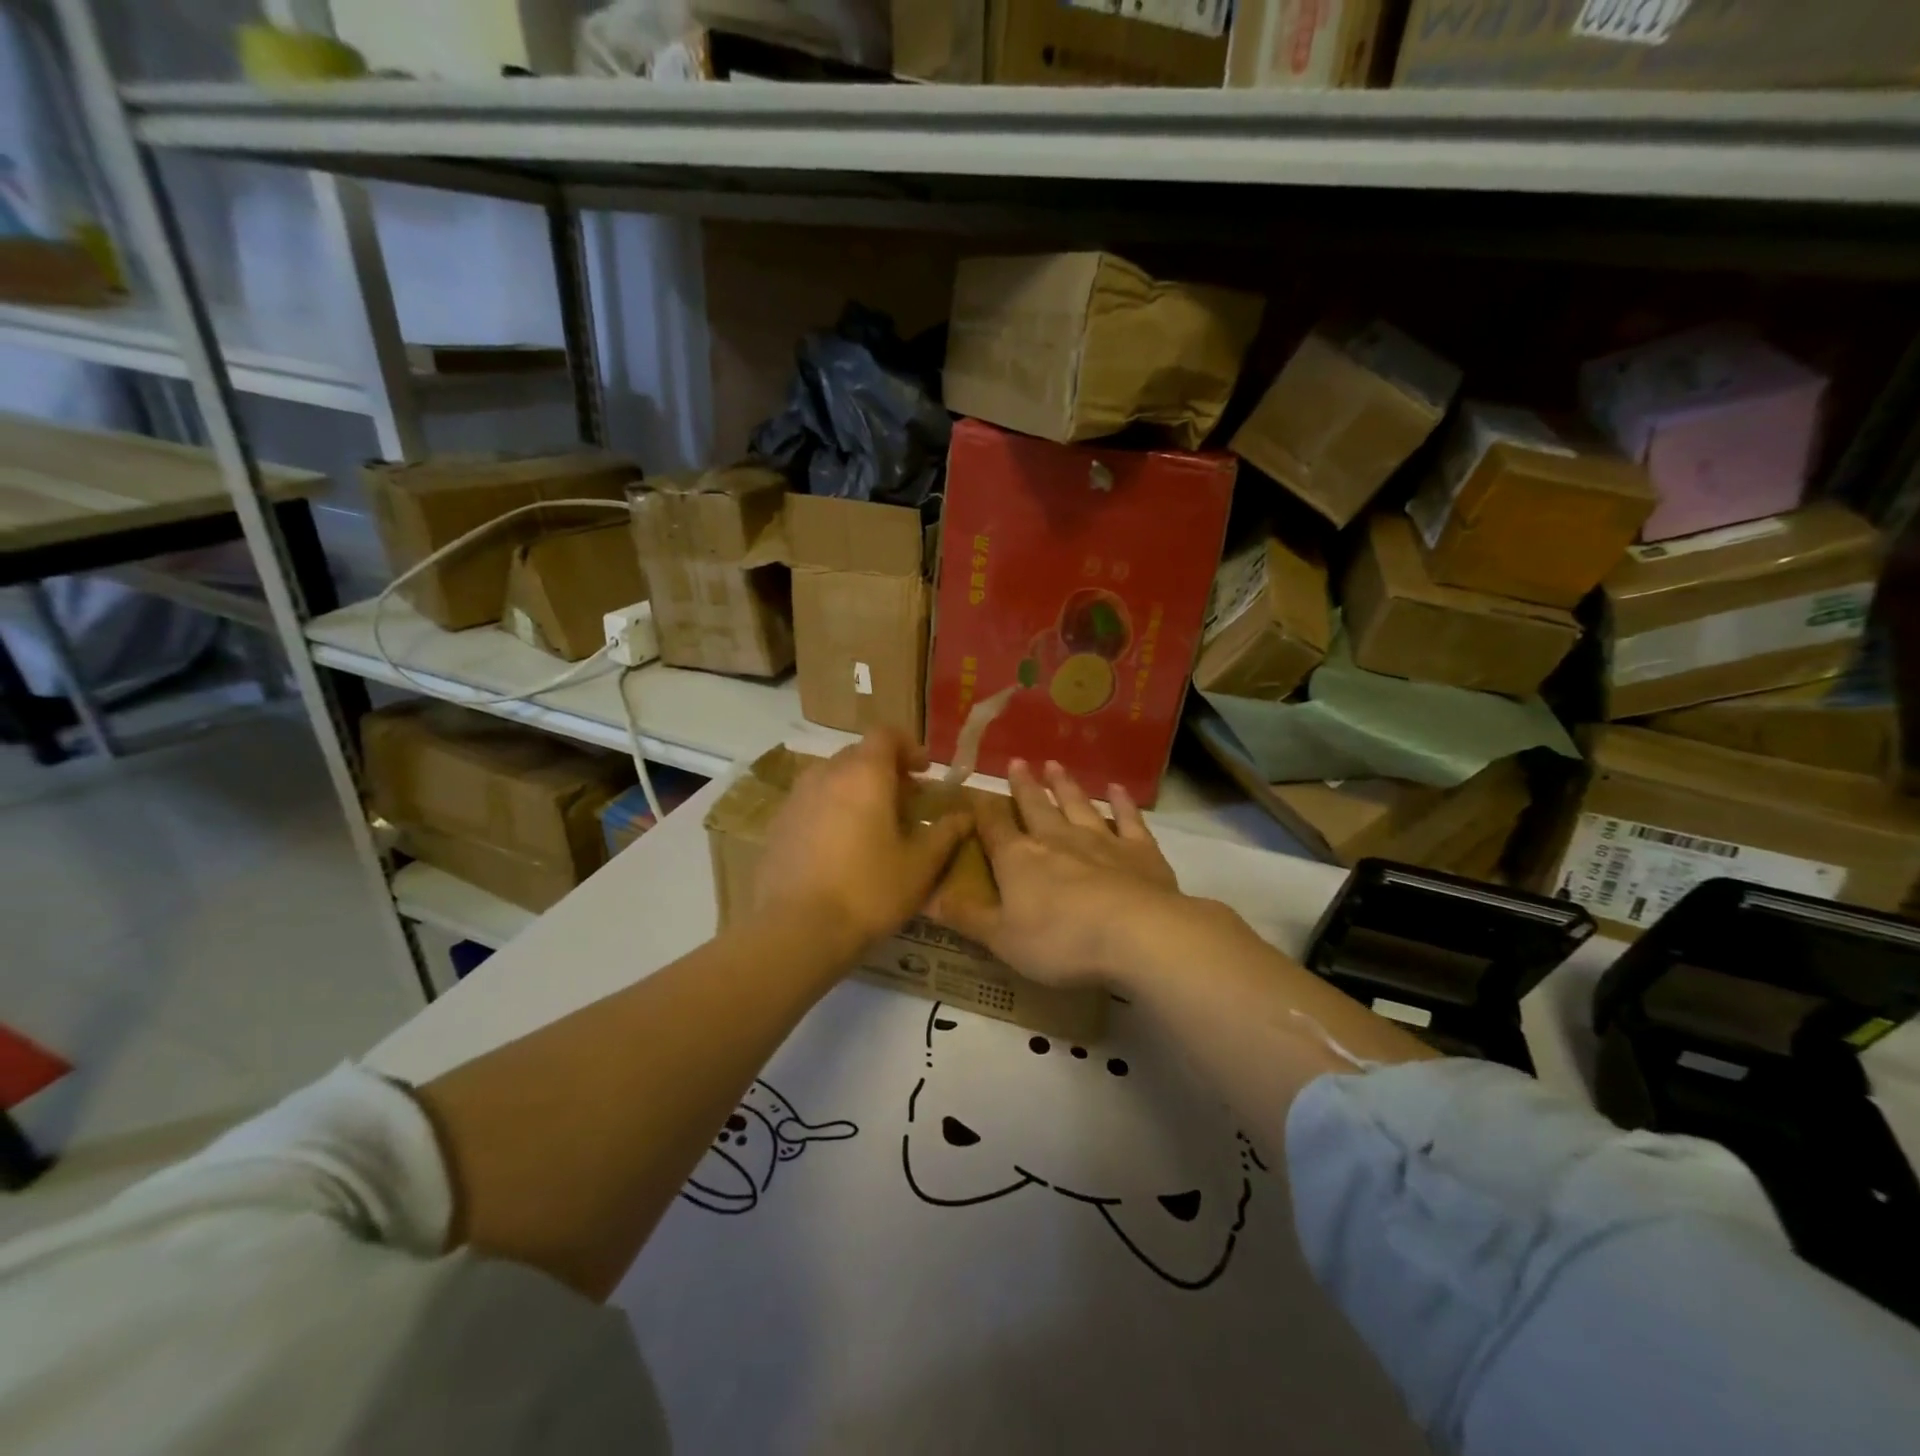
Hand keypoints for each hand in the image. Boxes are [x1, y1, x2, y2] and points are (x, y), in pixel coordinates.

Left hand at [751, 731, 971, 953]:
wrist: (794, 930)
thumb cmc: (868, 891)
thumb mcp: (919, 866)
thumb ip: (944, 834)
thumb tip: (965, 816)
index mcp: (864, 774)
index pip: (885, 734)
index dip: (908, 746)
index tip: (924, 772)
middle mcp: (827, 774)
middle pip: (858, 755)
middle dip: (885, 770)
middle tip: (905, 802)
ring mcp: (796, 798)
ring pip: (832, 778)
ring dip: (856, 789)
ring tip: (873, 825)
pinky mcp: (778, 825)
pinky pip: (812, 802)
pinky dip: (832, 810)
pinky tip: (841, 848)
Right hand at [932, 759, 1184, 989]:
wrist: (1136, 934)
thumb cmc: (1060, 940)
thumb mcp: (1002, 939)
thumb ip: (967, 916)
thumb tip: (927, 898)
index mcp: (1019, 859)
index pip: (995, 828)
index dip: (984, 810)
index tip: (978, 791)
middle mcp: (1057, 839)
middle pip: (1036, 807)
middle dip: (1025, 786)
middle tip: (1018, 762)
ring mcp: (1100, 840)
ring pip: (1078, 805)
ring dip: (1065, 786)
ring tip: (1055, 766)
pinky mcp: (1139, 851)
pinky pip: (1128, 820)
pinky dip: (1122, 803)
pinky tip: (1117, 789)